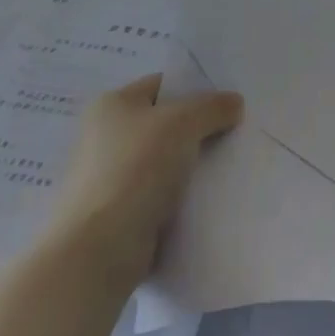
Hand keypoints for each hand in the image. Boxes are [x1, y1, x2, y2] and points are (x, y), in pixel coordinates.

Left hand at [46, 74, 242, 288]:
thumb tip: (234, 103)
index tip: (229, 103)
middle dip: (199, 130)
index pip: (163, 85)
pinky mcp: (119, 216)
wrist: (98, 250)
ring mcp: (110, 179)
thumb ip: (213, 107)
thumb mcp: (183, 123)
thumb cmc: (136, 168)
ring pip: (165, 163)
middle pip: (165, 124)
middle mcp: (106, 137)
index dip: (196, 89)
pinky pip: (161, 197)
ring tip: (230, 167)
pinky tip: (210, 200)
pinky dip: (182, 198)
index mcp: (112, 105)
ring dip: (192, 167)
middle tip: (236, 134)